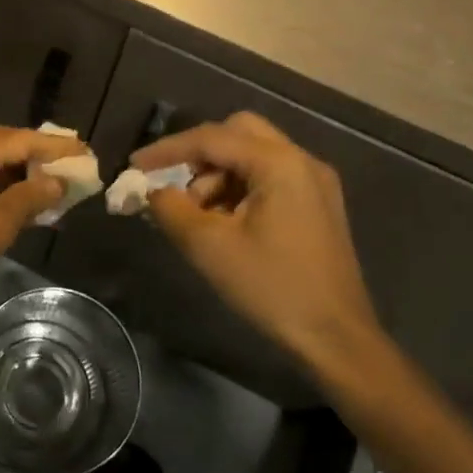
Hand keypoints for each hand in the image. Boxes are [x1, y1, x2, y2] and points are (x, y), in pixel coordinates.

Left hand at [0, 126, 84, 315]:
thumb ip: (29, 199)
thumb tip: (57, 181)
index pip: (22, 139)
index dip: (56, 146)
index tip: (86, 151)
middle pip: (4, 143)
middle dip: (38, 154)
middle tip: (71, 164)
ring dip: (18, 171)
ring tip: (50, 185)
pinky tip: (14, 201)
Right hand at [132, 112, 382, 383]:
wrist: (337, 339)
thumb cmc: (272, 288)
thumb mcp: (209, 247)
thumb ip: (171, 209)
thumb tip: (153, 191)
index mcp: (279, 163)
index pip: (211, 138)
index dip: (168, 150)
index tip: (135, 166)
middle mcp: (301, 161)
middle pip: (237, 133)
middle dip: (198, 155)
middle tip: (174, 184)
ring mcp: (314, 183)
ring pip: (253, 155)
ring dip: (218, 174)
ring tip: (197, 215)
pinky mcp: (318, 205)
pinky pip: (269, 177)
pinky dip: (239, 188)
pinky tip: (224, 222)